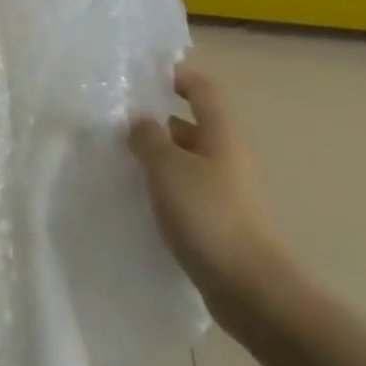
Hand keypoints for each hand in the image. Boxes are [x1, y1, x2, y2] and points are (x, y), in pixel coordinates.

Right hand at [129, 64, 286, 323]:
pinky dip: (162, 186)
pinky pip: (185, 190)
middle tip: (115, 123)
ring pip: (185, 160)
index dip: (177, 77)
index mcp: (221, 135)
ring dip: (156, 156)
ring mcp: (224, 190)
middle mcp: (226, 156)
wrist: (249, 288)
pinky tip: (136, 196)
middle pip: (191, 125)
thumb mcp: (168, 169)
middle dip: (156, 121)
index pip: (203, 90)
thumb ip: (148, 138)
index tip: (143, 78)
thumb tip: (139, 119)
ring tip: (118, 159)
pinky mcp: (217, 220)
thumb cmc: (208, 216)